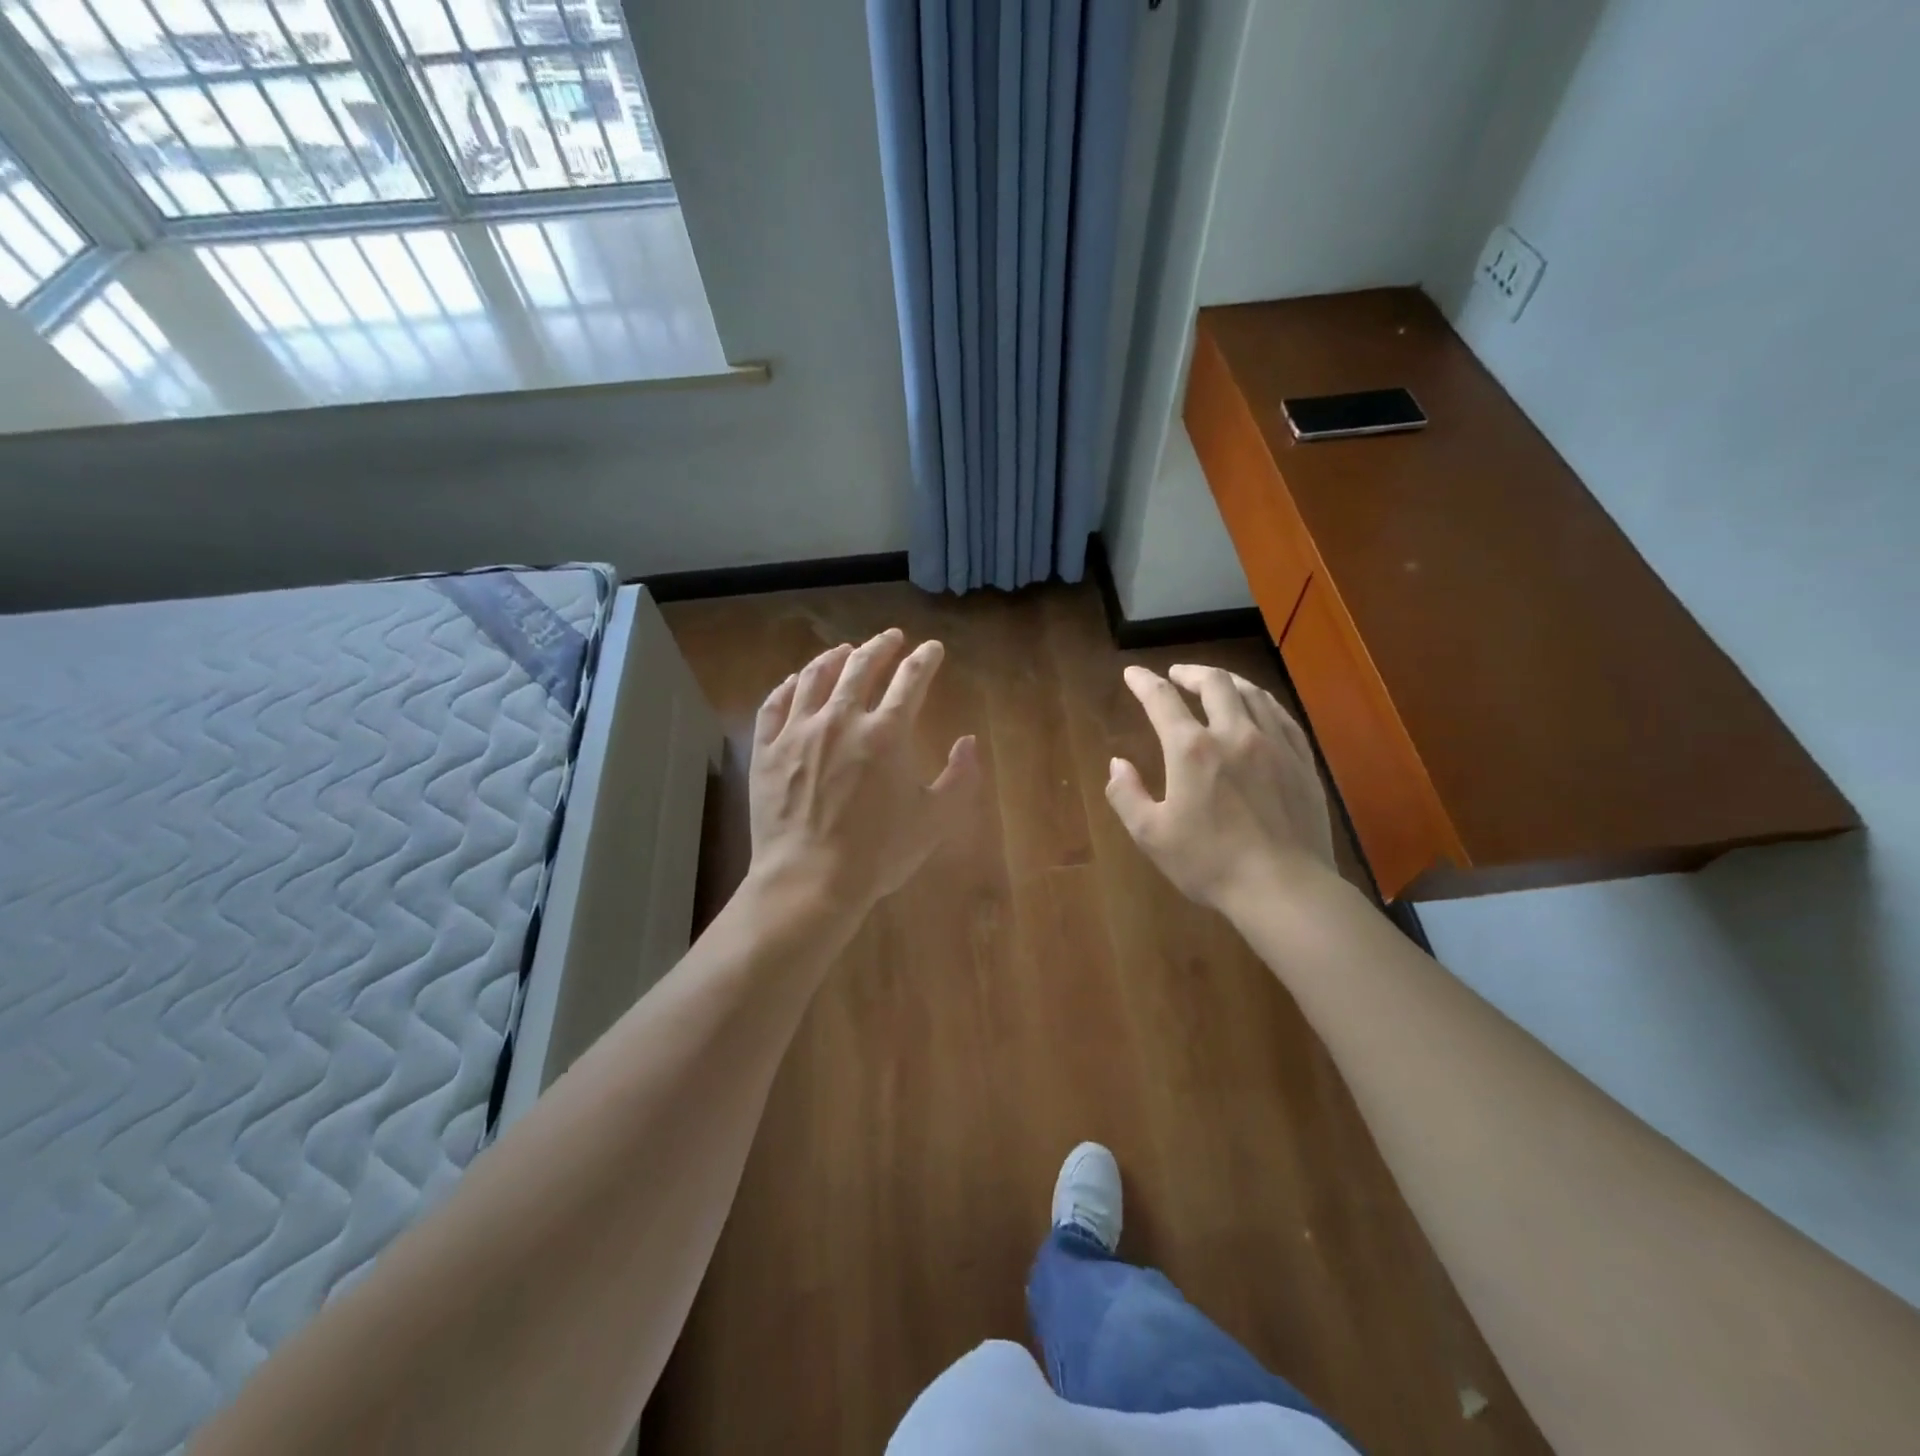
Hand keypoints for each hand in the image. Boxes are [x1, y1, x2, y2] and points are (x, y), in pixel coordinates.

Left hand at [747, 628, 979, 915]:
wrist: (809, 880)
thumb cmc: (879, 853)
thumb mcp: (934, 820)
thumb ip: (959, 777)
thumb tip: (969, 742)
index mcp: (886, 733)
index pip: (910, 679)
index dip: (925, 659)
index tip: (932, 649)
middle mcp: (841, 719)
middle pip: (861, 666)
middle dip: (881, 646)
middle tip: (891, 638)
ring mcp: (798, 732)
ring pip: (815, 677)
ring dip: (834, 657)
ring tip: (845, 650)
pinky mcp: (766, 750)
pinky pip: (775, 705)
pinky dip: (788, 686)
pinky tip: (796, 681)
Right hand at [1106, 664, 1336, 911]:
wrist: (1284, 888)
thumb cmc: (1210, 863)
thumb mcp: (1151, 835)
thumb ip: (1126, 794)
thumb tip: (1117, 763)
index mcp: (1192, 749)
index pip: (1162, 700)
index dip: (1144, 682)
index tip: (1133, 672)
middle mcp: (1235, 734)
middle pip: (1215, 684)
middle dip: (1192, 672)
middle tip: (1177, 675)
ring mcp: (1275, 745)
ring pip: (1253, 693)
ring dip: (1228, 681)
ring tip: (1216, 683)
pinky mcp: (1303, 762)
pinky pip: (1283, 716)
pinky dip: (1262, 702)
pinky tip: (1259, 709)